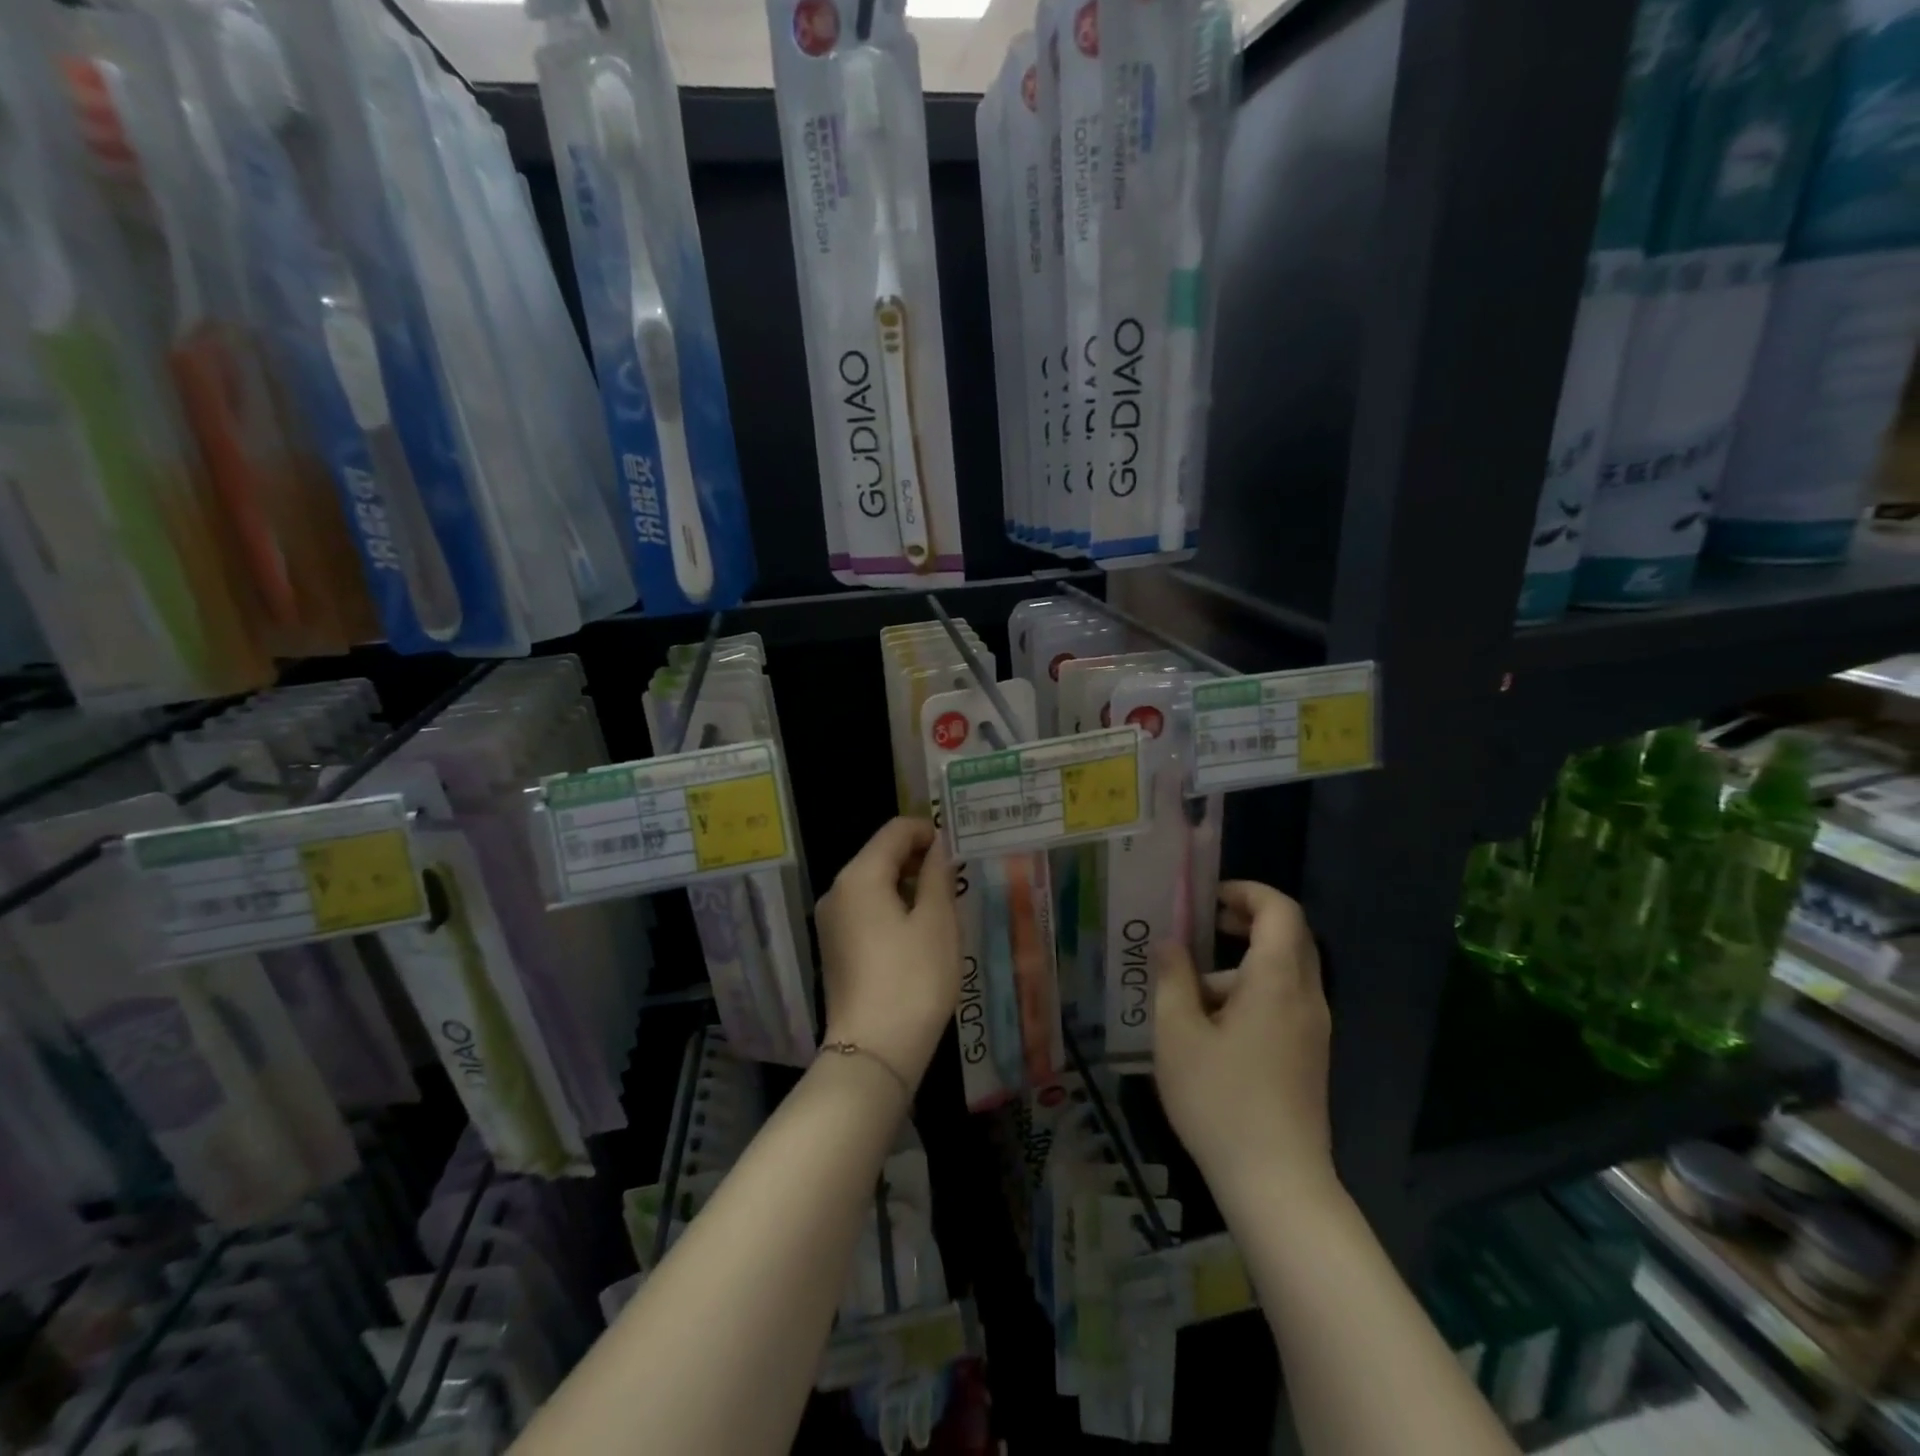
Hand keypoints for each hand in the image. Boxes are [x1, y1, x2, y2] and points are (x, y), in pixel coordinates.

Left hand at [816, 817, 961, 1087]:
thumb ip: (937, 875)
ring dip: (907, 886)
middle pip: (881, 855)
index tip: (958, 852)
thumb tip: (937, 847)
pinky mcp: (835, 948)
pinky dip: (892, 909)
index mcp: (859, 876)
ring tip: (943, 908)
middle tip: (956, 879)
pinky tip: (918, 934)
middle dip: (919, 860)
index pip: (896, 830)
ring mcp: (831, 922)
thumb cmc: (913, 980)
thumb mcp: (936, 922)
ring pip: (874, 884)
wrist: (874, 1052)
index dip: (929, 832)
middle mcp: (837, 891)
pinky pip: (866, 911)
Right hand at [1153, 881, 1335, 1205]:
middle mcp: (1306, 997)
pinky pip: (1283, 1002)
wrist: (1278, 1185)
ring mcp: (1312, 1029)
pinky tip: (1209, 1029)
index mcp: (1277, 981)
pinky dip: (1250, 993)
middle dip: (1245, 921)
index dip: (1247, 892)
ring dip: (1240, 964)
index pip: (1280, 910)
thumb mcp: (1178, 1034)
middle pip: (1288, 937)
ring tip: (1188, 991)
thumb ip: (1173, 978)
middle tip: (1200, 926)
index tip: (1207, 900)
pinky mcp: (1309, 1056)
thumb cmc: (1221, 1100)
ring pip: (1283, 972)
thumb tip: (1170, 943)